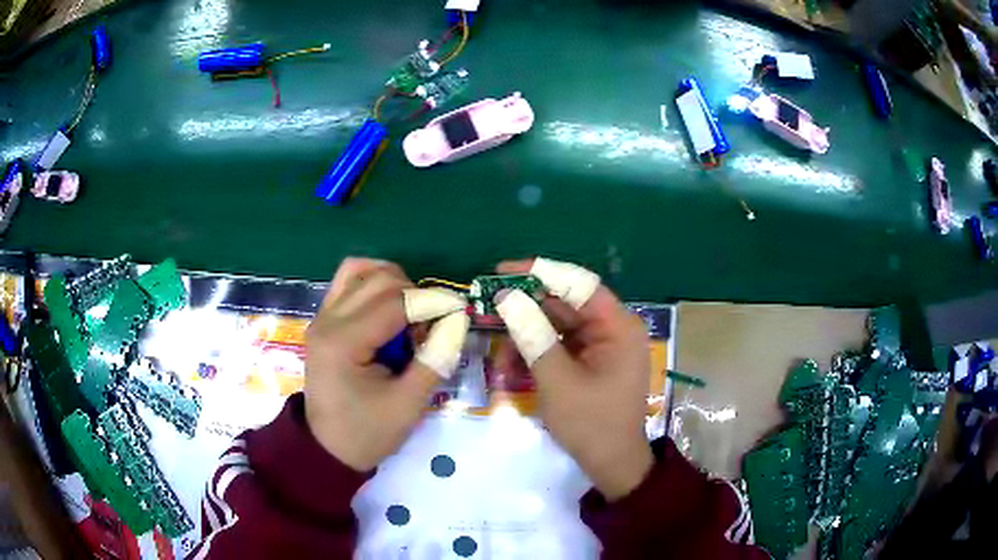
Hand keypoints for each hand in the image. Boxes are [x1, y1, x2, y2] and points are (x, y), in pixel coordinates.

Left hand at [303, 258, 441, 470]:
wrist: (327, 449)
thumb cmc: (367, 432)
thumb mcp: (409, 404)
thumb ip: (435, 358)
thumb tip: (458, 319)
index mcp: (343, 343)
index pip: (395, 302)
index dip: (433, 301)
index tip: (461, 311)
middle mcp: (327, 320)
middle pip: (378, 279)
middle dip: (415, 293)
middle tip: (433, 323)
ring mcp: (321, 317)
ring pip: (360, 271)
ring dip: (393, 282)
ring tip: (411, 311)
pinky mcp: (323, 320)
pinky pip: (348, 283)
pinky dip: (374, 285)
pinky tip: (390, 308)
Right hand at [494, 258, 653, 499]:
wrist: (612, 464)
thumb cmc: (591, 424)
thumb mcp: (558, 381)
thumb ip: (533, 336)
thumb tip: (506, 297)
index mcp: (617, 326)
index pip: (578, 283)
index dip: (539, 272)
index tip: (501, 272)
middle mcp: (612, 328)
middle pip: (565, 303)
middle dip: (526, 309)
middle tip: (488, 308)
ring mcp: (601, 345)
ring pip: (557, 325)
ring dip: (527, 335)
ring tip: (500, 353)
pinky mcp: (590, 360)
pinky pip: (558, 345)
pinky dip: (536, 352)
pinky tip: (514, 367)